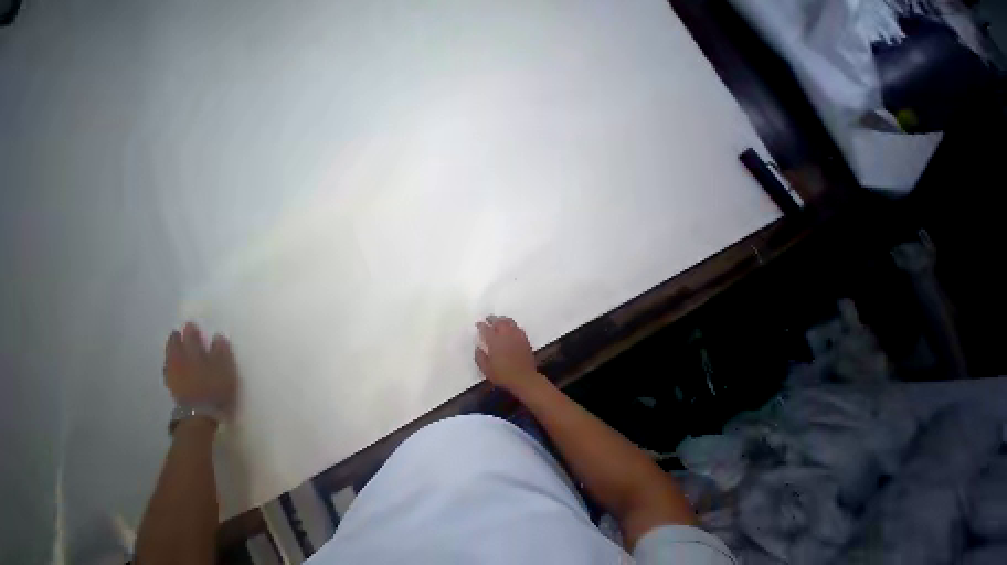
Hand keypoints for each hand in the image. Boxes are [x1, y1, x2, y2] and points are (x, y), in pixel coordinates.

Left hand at [163, 322, 237, 413]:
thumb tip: (217, 337)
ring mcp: (174, 376)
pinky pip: (168, 369)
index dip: (191, 333)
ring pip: (170, 358)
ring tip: (172, 345)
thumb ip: (221, 352)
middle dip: (177, 340)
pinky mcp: (173, 386)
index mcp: (194, 357)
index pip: (191, 341)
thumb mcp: (225, 369)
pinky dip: (169, 363)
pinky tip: (170, 364)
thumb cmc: (216, 388)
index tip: (190, 324)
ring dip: (171, 350)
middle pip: (176, 349)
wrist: (200, 412)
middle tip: (177, 332)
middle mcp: (180, 364)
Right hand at [475, 315, 543, 393]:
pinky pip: (517, 327)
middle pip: (498, 321)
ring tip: (499, 320)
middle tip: (488, 319)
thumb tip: (477, 347)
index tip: (478, 324)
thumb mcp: (486, 369)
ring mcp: (516, 335)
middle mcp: (505, 334)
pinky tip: (511, 328)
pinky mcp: (524, 338)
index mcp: (494, 340)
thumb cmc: (503, 374)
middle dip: (492, 319)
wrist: (524, 378)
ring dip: (502, 319)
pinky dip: (512, 325)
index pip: (486, 329)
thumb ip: (479, 357)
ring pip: (509, 321)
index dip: (481, 325)